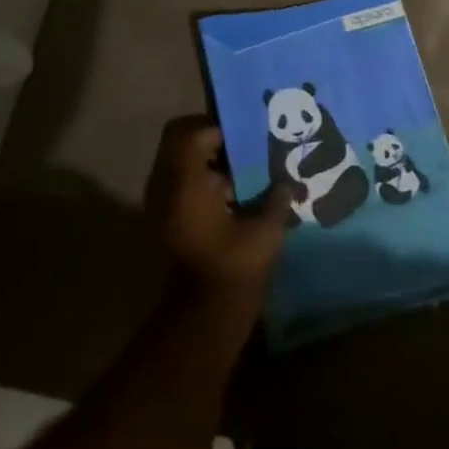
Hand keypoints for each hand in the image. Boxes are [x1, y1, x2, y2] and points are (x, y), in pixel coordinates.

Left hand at [146, 117, 288, 311]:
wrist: (204, 318)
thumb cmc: (234, 268)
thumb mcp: (265, 230)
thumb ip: (277, 197)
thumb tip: (288, 181)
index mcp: (185, 182)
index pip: (193, 133)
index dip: (220, 129)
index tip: (247, 137)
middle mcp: (166, 187)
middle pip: (180, 142)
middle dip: (211, 141)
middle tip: (243, 148)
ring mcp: (161, 205)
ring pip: (179, 163)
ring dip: (207, 161)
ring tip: (243, 171)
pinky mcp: (167, 221)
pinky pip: (180, 184)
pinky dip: (202, 181)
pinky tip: (233, 195)